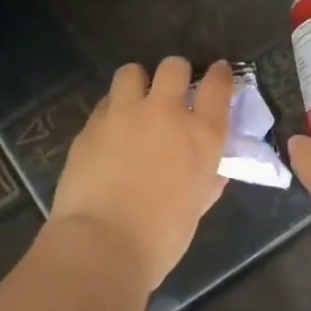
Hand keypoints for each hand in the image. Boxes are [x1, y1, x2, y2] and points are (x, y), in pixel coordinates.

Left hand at [50, 58, 232, 290]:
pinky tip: (109, 131)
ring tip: (134, 102)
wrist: (103, 243)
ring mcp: (124, 114)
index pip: (218, 86)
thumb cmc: (161, 237)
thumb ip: (206, 179)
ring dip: (137, 83)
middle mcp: (165, 113)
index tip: (217, 73)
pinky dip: (111, 110)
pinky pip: (105, 103)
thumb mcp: (196, 206)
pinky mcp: (91, 125)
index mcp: (202, 135)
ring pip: (131, 72)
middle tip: (172, 91)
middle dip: (176, 73)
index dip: (219, 75)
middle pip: (174, 67)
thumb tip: (211, 170)